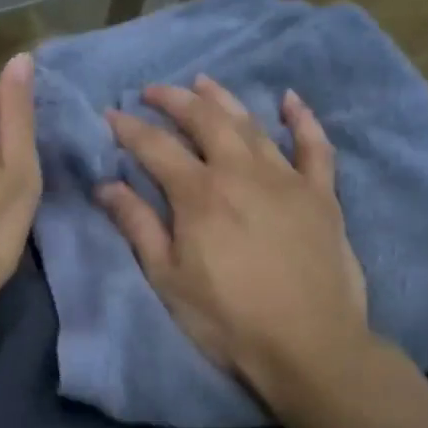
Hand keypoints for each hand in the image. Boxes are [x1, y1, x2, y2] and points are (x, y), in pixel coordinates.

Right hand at [97, 76, 372, 407]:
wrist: (307, 344)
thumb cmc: (226, 318)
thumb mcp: (167, 277)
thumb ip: (138, 225)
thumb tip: (106, 186)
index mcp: (199, 194)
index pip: (156, 147)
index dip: (129, 128)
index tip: (110, 114)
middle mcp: (241, 173)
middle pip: (205, 121)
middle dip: (175, 100)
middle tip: (153, 90)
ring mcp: (287, 179)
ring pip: (252, 125)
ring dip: (224, 99)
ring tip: (203, 83)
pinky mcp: (321, 195)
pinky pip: (314, 146)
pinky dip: (302, 119)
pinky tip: (290, 100)